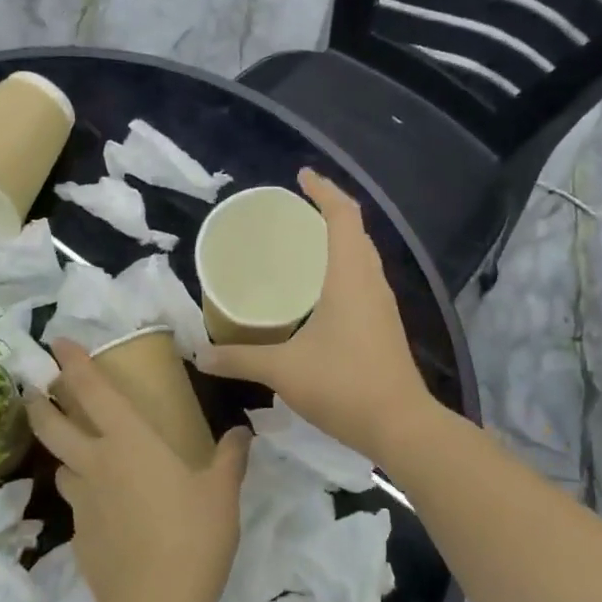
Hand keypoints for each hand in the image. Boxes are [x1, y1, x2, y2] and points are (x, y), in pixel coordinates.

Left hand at [26, 342, 250, 601]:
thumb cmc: (193, 535)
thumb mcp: (222, 492)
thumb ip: (230, 457)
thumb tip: (242, 431)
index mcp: (129, 441)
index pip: (91, 389)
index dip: (71, 361)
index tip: (57, 342)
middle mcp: (96, 462)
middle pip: (51, 424)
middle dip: (39, 402)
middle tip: (37, 392)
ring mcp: (82, 501)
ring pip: (61, 466)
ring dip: (64, 454)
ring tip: (81, 455)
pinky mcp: (78, 534)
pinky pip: (77, 503)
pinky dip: (85, 496)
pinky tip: (107, 510)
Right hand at [197, 169, 434, 464]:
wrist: (401, 426)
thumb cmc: (343, 385)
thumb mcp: (283, 370)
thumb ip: (239, 358)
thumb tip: (200, 356)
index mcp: (350, 276)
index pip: (343, 215)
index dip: (324, 190)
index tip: (301, 175)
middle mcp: (371, 281)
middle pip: (355, 230)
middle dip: (328, 211)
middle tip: (293, 210)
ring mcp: (382, 304)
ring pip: (362, 256)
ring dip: (338, 239)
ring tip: (303, 243)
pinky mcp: (383, 325)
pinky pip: (362, 279)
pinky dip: (342, 267)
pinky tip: (318, 290)